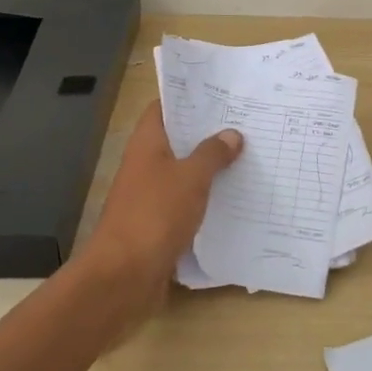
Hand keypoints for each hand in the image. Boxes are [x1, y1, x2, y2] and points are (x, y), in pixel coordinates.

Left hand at [80, 100, 241, 293]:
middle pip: (177, 140)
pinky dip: (206, 199)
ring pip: (183, 173)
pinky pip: (186, 203)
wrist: (124, 277)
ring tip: (248, 156)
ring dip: (209, 168)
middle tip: (245, 123)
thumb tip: (231, 134)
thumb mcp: (191, 178)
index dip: (188, 97)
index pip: (163, 108)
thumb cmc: (155, 215)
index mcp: (147, 144)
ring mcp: (150, 196)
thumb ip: (212, 154)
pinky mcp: (158, 225)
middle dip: (207, 133)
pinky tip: (234, 198)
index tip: (221, 93)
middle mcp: (145, 165)